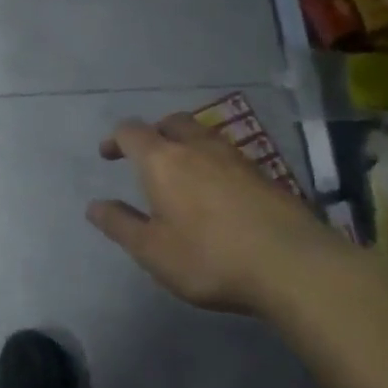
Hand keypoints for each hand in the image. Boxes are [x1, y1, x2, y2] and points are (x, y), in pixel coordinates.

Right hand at [87, 112, 354, 315]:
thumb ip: (120, 225)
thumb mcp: (152, 251)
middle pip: (171, 123)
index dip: (115, 139)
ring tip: (183, 171)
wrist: (293, 265)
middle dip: (154, 133)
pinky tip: (219, 191)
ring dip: (186, 144)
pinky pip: (228, 156)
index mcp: (162, 160)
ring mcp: (235, 158)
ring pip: (203, 135)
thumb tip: (94, 206)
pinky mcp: (264, 175)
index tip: (108, 154)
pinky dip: (214, 163)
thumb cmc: (209, 257)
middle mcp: (197, 147)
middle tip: (147, 156)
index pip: (131, 132)